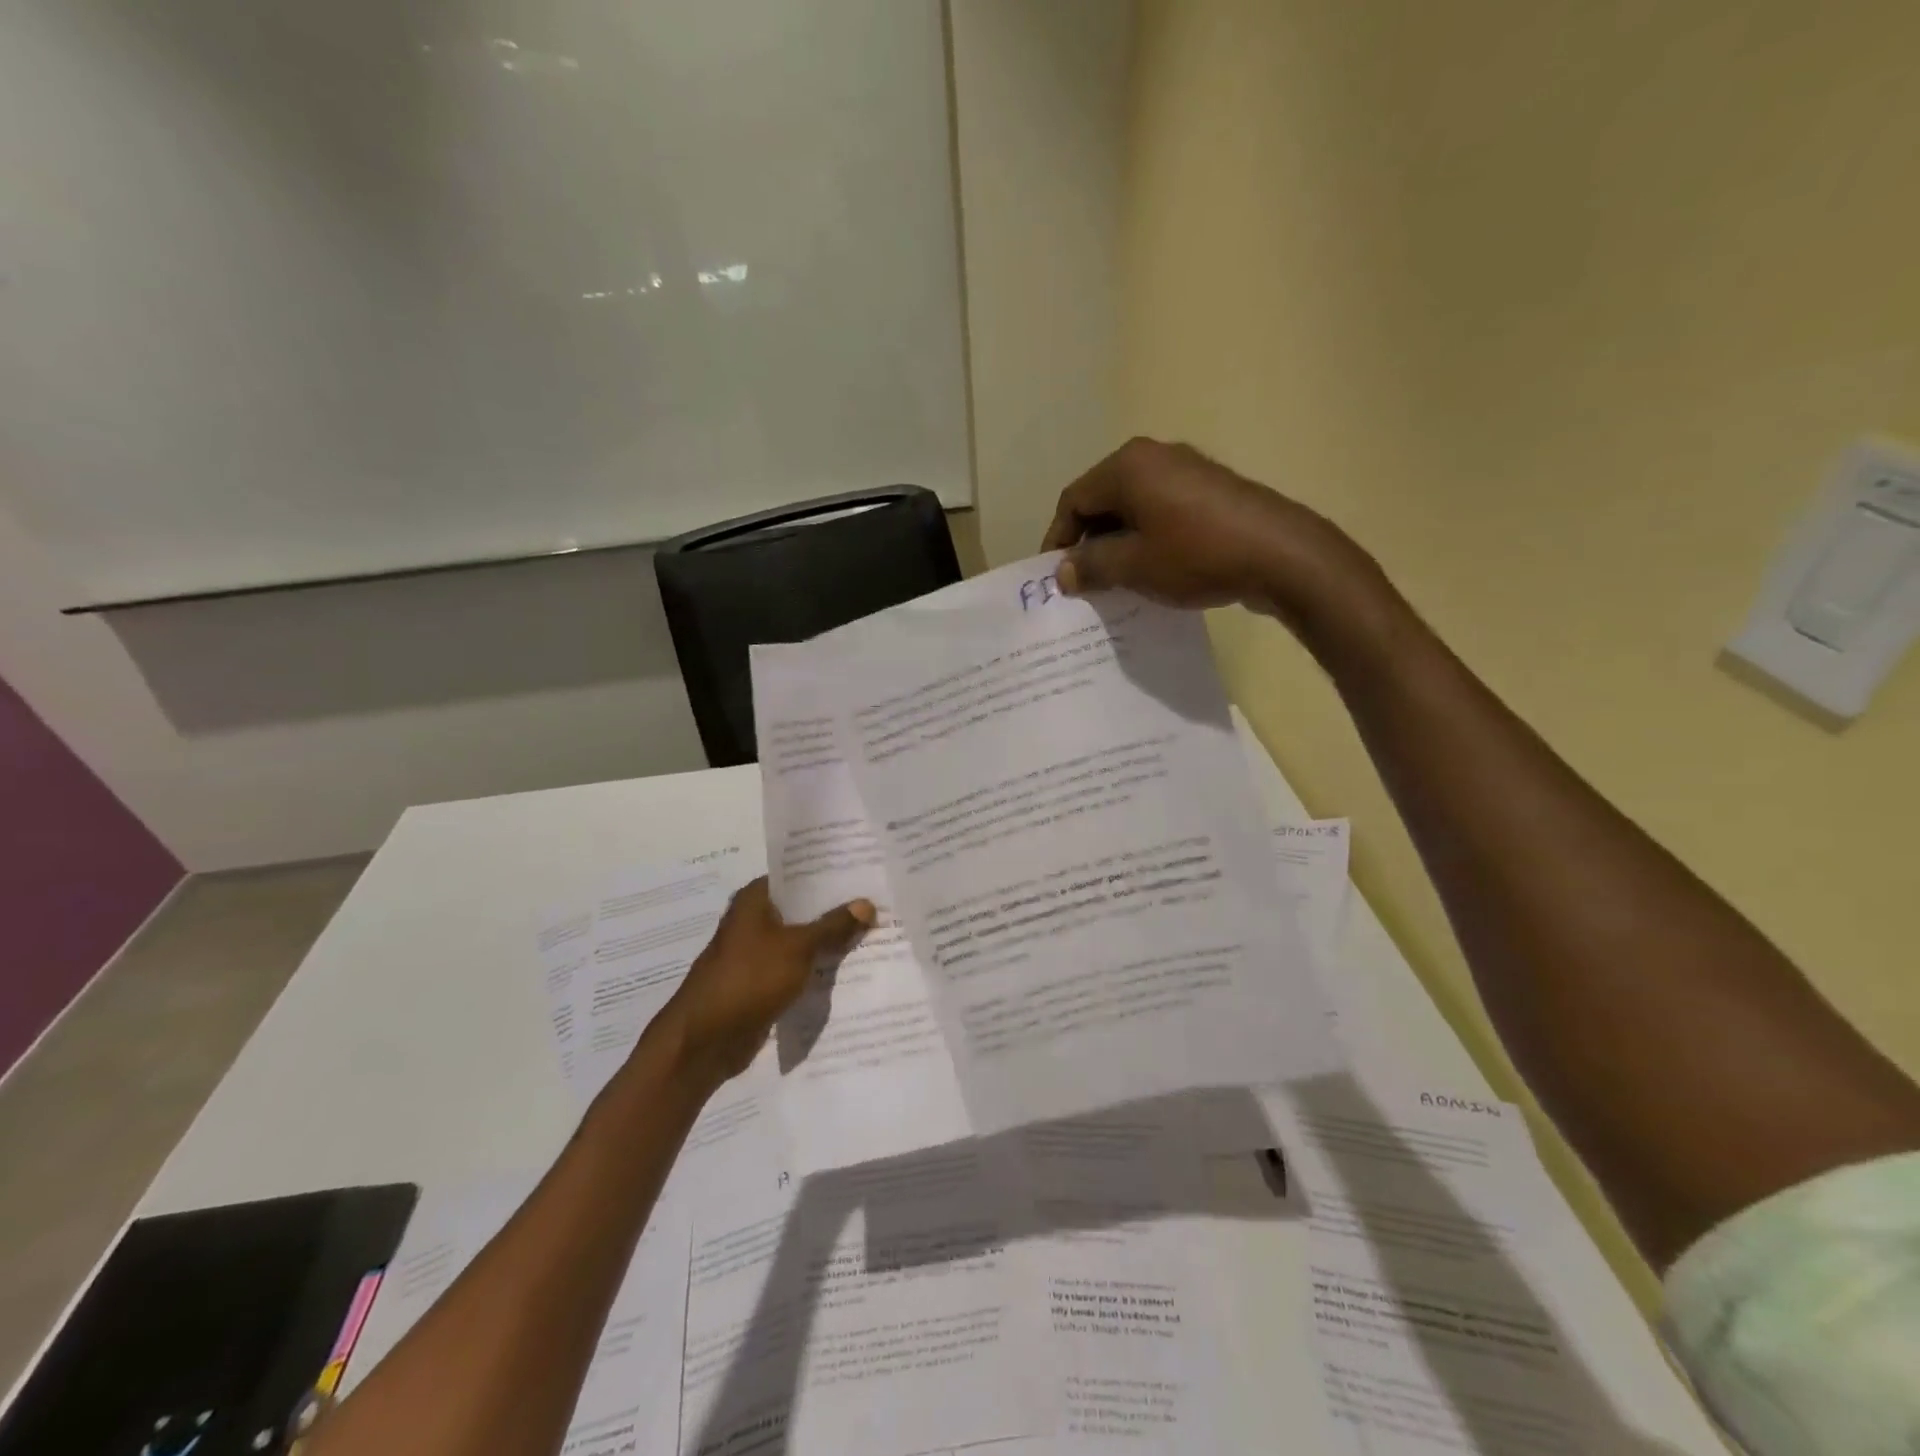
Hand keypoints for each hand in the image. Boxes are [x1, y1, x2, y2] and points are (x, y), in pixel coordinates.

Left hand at [660, 878, 873, 1087]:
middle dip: (835, 909)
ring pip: (800, 940)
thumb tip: (866, 903)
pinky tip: (848, 968)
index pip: (797, 876)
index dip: (828, 874)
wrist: (705, 1040)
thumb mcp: (798, 947)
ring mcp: (756, 954)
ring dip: (828, 941)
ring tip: (872, 933)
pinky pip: (796, 968)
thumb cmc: (748, 979)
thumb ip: (833, 926)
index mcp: (754, 900)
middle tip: (877, 902)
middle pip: (801, 909)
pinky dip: (816, 968)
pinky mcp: (761, 983)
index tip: (863, 872)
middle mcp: (753, 921)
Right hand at [1041, 437, 1385, 633]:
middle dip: (1087, 541)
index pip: (1073, 500)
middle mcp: (1153, 456)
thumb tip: (1064, 572)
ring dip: (1116, 542)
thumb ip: (1091, 566)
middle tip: (1082, 580)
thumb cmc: (1195, 555)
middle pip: (1102, 499)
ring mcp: (1185, 469)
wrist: (1279, 554)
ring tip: (1113, 580)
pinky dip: (1145, 537)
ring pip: (1132, 506)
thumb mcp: (1133, 566)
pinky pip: (1160, 510)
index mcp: (1127, 466)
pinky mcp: (1209, 489)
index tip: (1055, 576)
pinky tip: (1149, 569)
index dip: (1058, 539)